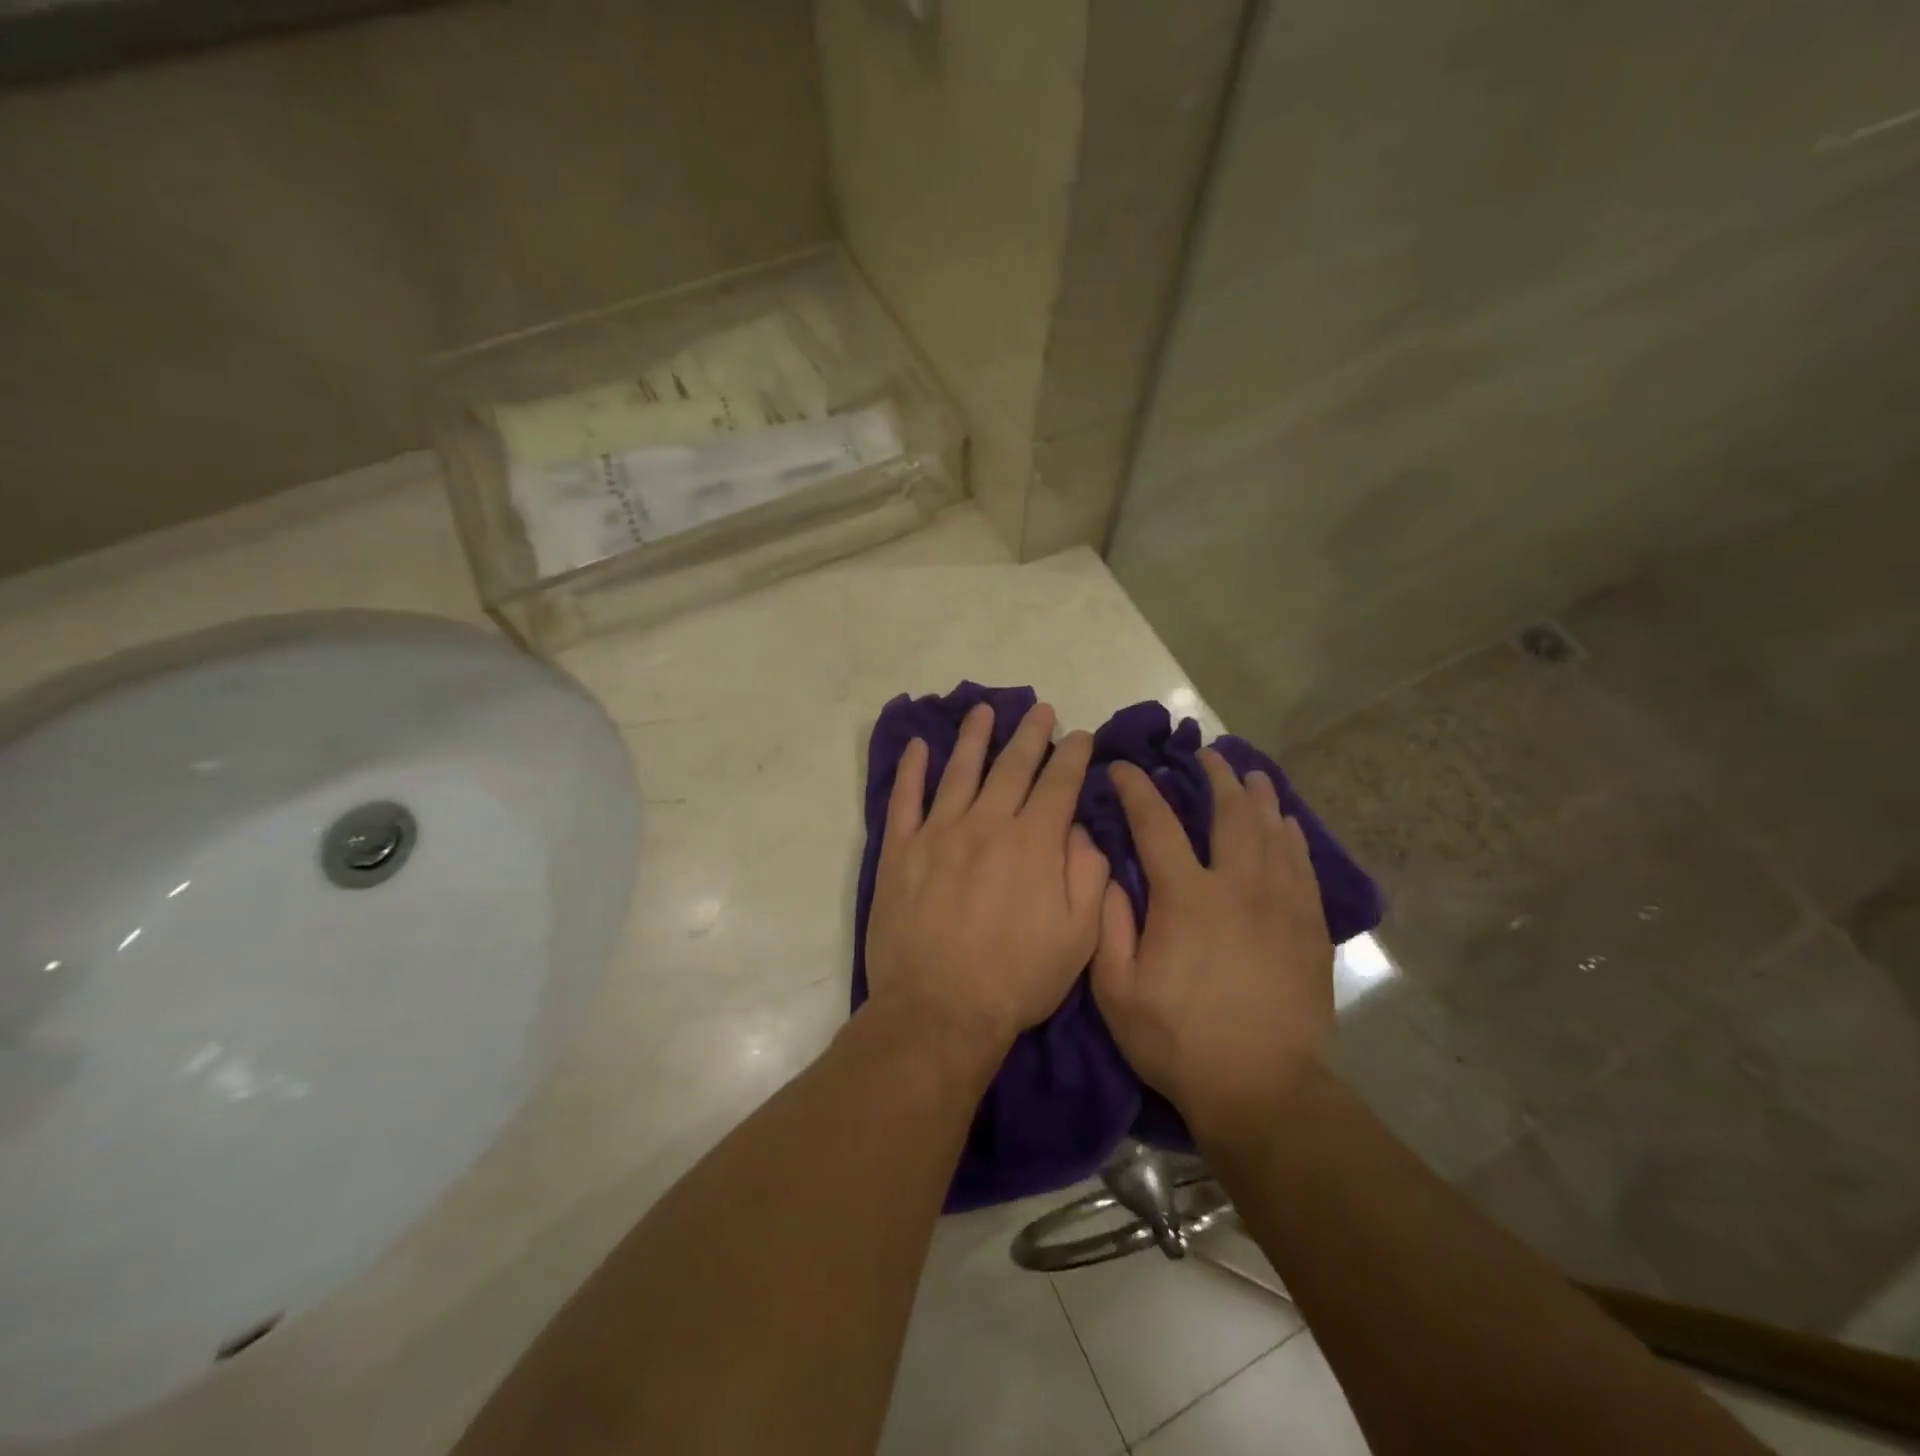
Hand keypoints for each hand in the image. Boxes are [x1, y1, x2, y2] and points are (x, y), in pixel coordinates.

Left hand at [865, 702, 1110, 1054]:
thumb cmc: (1016, 979)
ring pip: (959, 771)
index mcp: (1033, 843)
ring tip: (983, 710)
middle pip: (1012, 766)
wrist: (939, 1010)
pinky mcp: (901, 851)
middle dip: (1031, 735)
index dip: (1073, 756)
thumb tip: (1079, 831)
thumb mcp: (1078, 938)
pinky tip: (918, 746)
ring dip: (974, 737)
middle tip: (1040, 709)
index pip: (1059, 784)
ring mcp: (938, 833)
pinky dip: (911, 770)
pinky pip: (904, 799)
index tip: (1082, 735)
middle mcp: (986, 824)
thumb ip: (1087, 876)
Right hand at [1091, 748, 1334, 1142]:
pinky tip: (1287, 824)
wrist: (1262, 1090)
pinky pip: (1303, 864)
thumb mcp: (1116, 990)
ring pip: (1272, 831)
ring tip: (1250, 774)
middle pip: (1229, 813)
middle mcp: (1237, 885)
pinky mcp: (1309, 927)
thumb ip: (1108, 924)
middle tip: (1205, 756)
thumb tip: (1110, 872)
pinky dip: (1292, 836)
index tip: (1125, 767)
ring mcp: (1281, 904)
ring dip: (1258, 797)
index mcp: (1186, 896)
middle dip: (1215, 777)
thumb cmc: (1178, 1040)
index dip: (1137, 789)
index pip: (1156, 823)